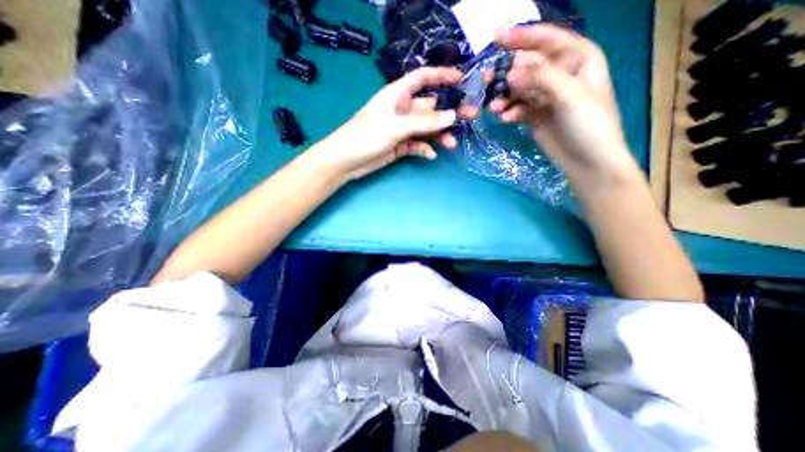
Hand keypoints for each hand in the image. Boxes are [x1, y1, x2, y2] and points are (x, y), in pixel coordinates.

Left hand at [316, 68, 478, 179]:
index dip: (441, 75)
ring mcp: (402, 129)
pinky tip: (430, 155)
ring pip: (426, 129)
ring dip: (439, 135)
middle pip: (430, 107)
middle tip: (470, 117)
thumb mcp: (395, 127)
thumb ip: (424, 123)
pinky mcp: (400, 146)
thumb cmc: (365, 136)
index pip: (422, 78)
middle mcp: (402, 110)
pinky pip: (418, 145)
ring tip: (451, 144)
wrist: (346, 161)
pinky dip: (425, 149)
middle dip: (448, 112)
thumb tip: (452, 116)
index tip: (462, 79)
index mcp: (398, 95)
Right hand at [491, 25, 634, 180]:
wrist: (587, 160)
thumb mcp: (570, 95)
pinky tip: (506, 119)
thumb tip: (510, 72)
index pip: (546, 40)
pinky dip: (510, 112)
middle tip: (486, 79)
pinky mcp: (535, 116)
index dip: (522, 36)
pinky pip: (518, 108)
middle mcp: (560, 74)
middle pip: (528, 66)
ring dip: (505, 96)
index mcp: (577, 59)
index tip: (495, 38)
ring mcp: (546, 97)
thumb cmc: (589, 123)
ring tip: (494, 107)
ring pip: (519, 89)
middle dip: (507, 73)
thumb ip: (540, 79)